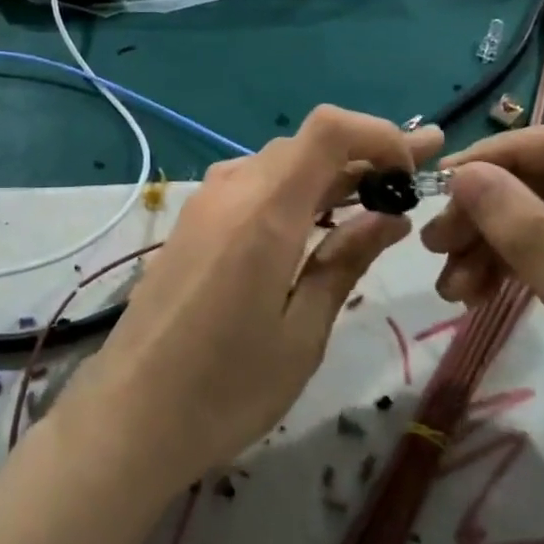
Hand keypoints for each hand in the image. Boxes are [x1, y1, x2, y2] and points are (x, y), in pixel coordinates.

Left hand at [69, 108, 442, 492]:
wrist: (130, 414)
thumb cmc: (226, 389)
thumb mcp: (302, 333)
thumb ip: (344, 263)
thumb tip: (390, 217)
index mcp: (264, 212)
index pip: (328, 129)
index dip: (378, 133)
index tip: (413, 167)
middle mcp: (230, 191)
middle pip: (304, 145)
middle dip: (361, 157)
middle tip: (409, 188)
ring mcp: (203, 204)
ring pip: (276, 165)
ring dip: (325, 175)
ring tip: (369, 207)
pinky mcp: (190, 223)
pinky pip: (249, 186)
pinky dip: (290, 192)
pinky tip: (311, 227)